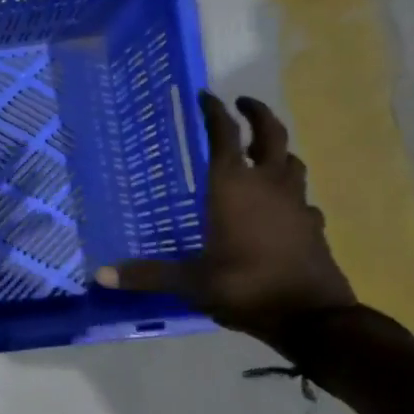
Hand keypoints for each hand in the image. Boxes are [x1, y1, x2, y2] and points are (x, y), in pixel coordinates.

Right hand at [98, 93, 354, 345]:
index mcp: (233, 188)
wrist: (312, 317)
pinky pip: (302, 197)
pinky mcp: (313, 225)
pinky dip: (290, 192)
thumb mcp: (191, 282)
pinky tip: (282, 205)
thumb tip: (100, 275)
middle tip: (242, 102)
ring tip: (261, 150)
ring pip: (291, 162)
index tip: (205, 96)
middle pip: (270, 134)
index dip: (214, 112)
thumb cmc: (245, 286)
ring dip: (277, 149)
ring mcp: (296, 204)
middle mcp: (267, 186)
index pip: (224, 136)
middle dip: (257, 113)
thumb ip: (148, 274)